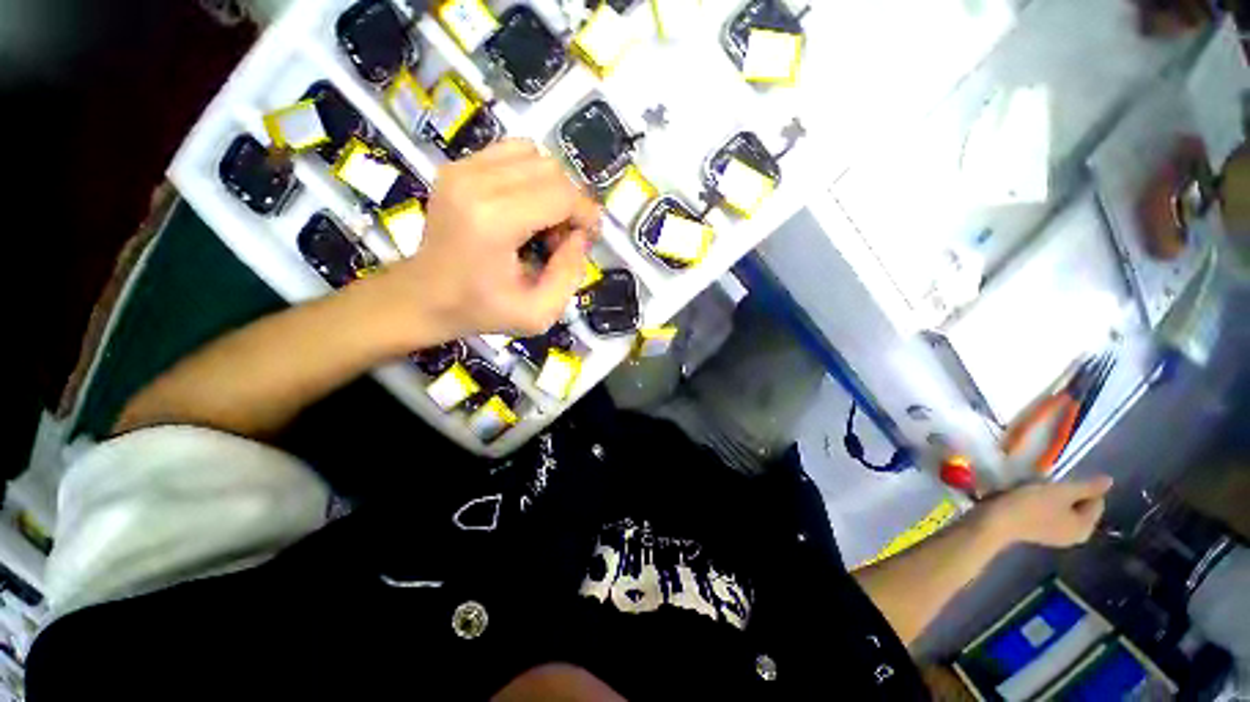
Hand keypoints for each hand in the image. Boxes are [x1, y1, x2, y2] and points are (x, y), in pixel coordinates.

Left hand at [376, 140, 600, 341]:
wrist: (425, 297)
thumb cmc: (482, 310)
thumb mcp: (539, 313)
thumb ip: (571, 274)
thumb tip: (580, 235)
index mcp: (495, 222)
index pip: (561, 194)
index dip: (586, 213)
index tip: (589, 236)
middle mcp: (476, 183)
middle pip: (551, 170)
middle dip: (569, 201)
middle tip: (562, 235)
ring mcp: (462, 169)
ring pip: (534, 155)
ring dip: (550, 187)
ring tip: (543, 220)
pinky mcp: (456, 166)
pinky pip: (511, 152)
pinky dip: (529, 175)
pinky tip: (525, 205)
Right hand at [980, 476, 1113, 548]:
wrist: (995, 521)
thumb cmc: (1031, 505)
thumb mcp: (1060, 492)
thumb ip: (1086, 487)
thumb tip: (1109, 481)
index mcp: (1085, 528)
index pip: (1096, 501)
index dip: (1081, 487)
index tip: (1060, 481)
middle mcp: (1075, 536)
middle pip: (1080, 507)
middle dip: (1067, 493)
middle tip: (1048, 484)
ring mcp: (1055, 536)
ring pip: (1063, 510)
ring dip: (1053, 498)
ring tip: (1036, 490)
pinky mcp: (1038, 533)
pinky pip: (1050, 515)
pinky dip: (1043, 505)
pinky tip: (1028, 499)